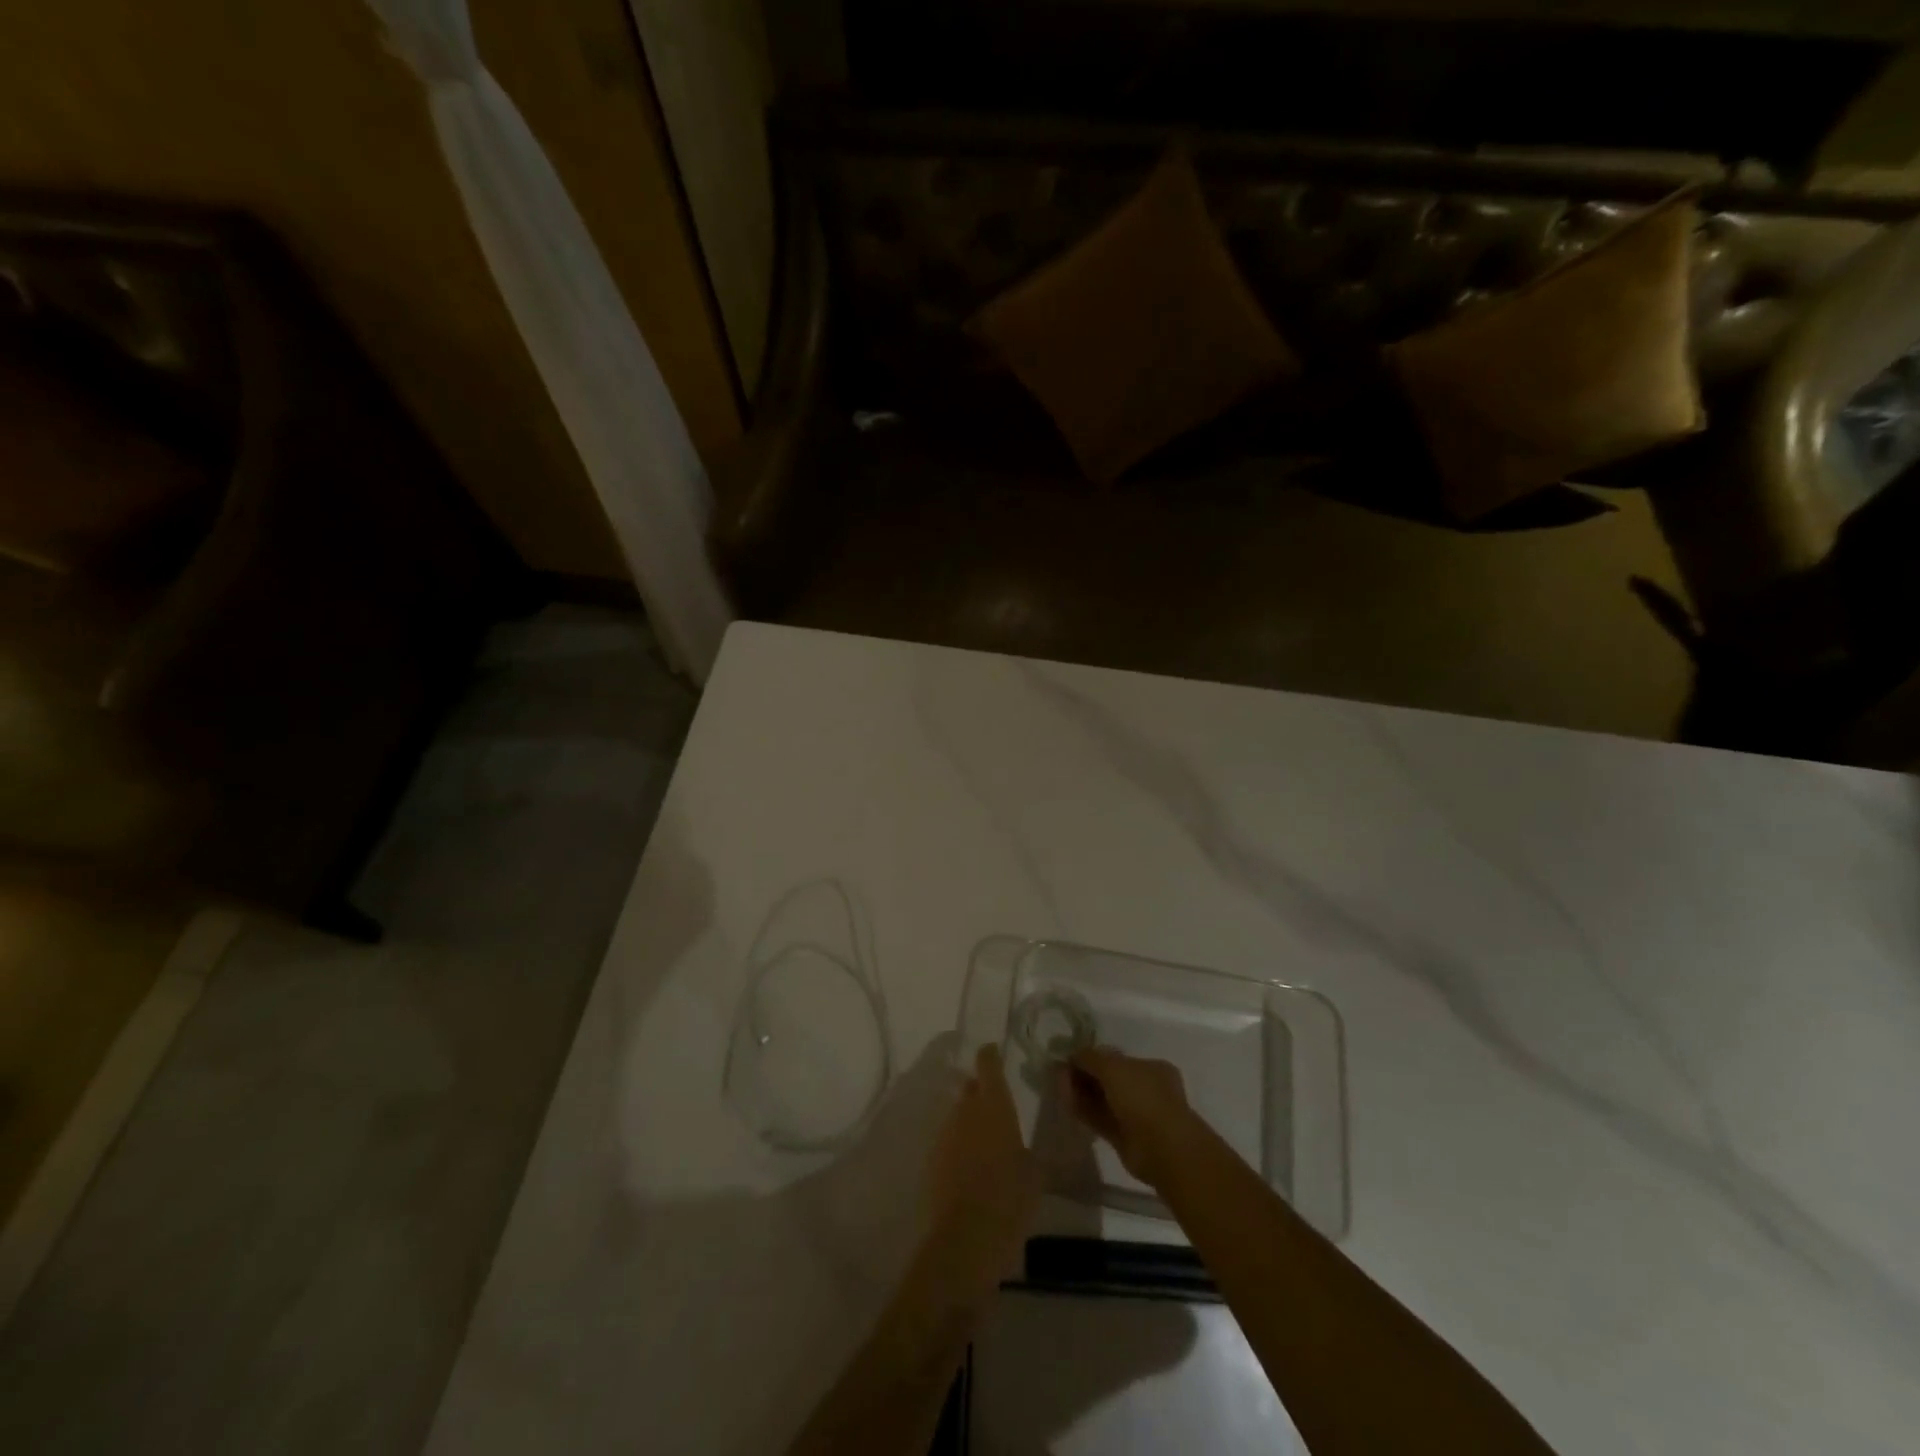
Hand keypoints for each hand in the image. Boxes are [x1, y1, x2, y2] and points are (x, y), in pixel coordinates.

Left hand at [925, 1046, 1038, 1294]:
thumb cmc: (1011, 1199)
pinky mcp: (932, 1159)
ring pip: (958, 1116)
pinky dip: (959, 1146)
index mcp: (994, 1105)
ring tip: (987, 1141)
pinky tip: (972, 1166)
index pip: (988, 1064)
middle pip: (970, 1089)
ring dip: (970, 1121)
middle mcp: (965, 1110)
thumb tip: (1034, 1131)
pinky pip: (949, 1141)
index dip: (990, 1056)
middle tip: (998, 1106)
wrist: (967, 1238)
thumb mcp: (1036, 1171)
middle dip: (981, 1092)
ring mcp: (945, 1134)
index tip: (994, 1052)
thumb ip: (1034, 1144)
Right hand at [1062, 1046, 1196, 1188]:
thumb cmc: (1143, 1097)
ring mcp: (1136, 1115)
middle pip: (1108, 1079)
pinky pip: (1100, 1120)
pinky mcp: (1125, 1138)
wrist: (1162, 1149)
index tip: (1070, 1059)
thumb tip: (1072, 1055)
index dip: (1093, 1058)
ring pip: (1103, 1100)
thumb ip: (1090, 1058)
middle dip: (1085, 1075)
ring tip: (1059, 1087)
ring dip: (1081, 1093)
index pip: (1117, 1059)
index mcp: (1151, 1068)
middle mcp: (1146, 1090)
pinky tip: (1066, 1103)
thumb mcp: (1113, 1066)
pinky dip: (1084, 1111)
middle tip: (1060, 1074)